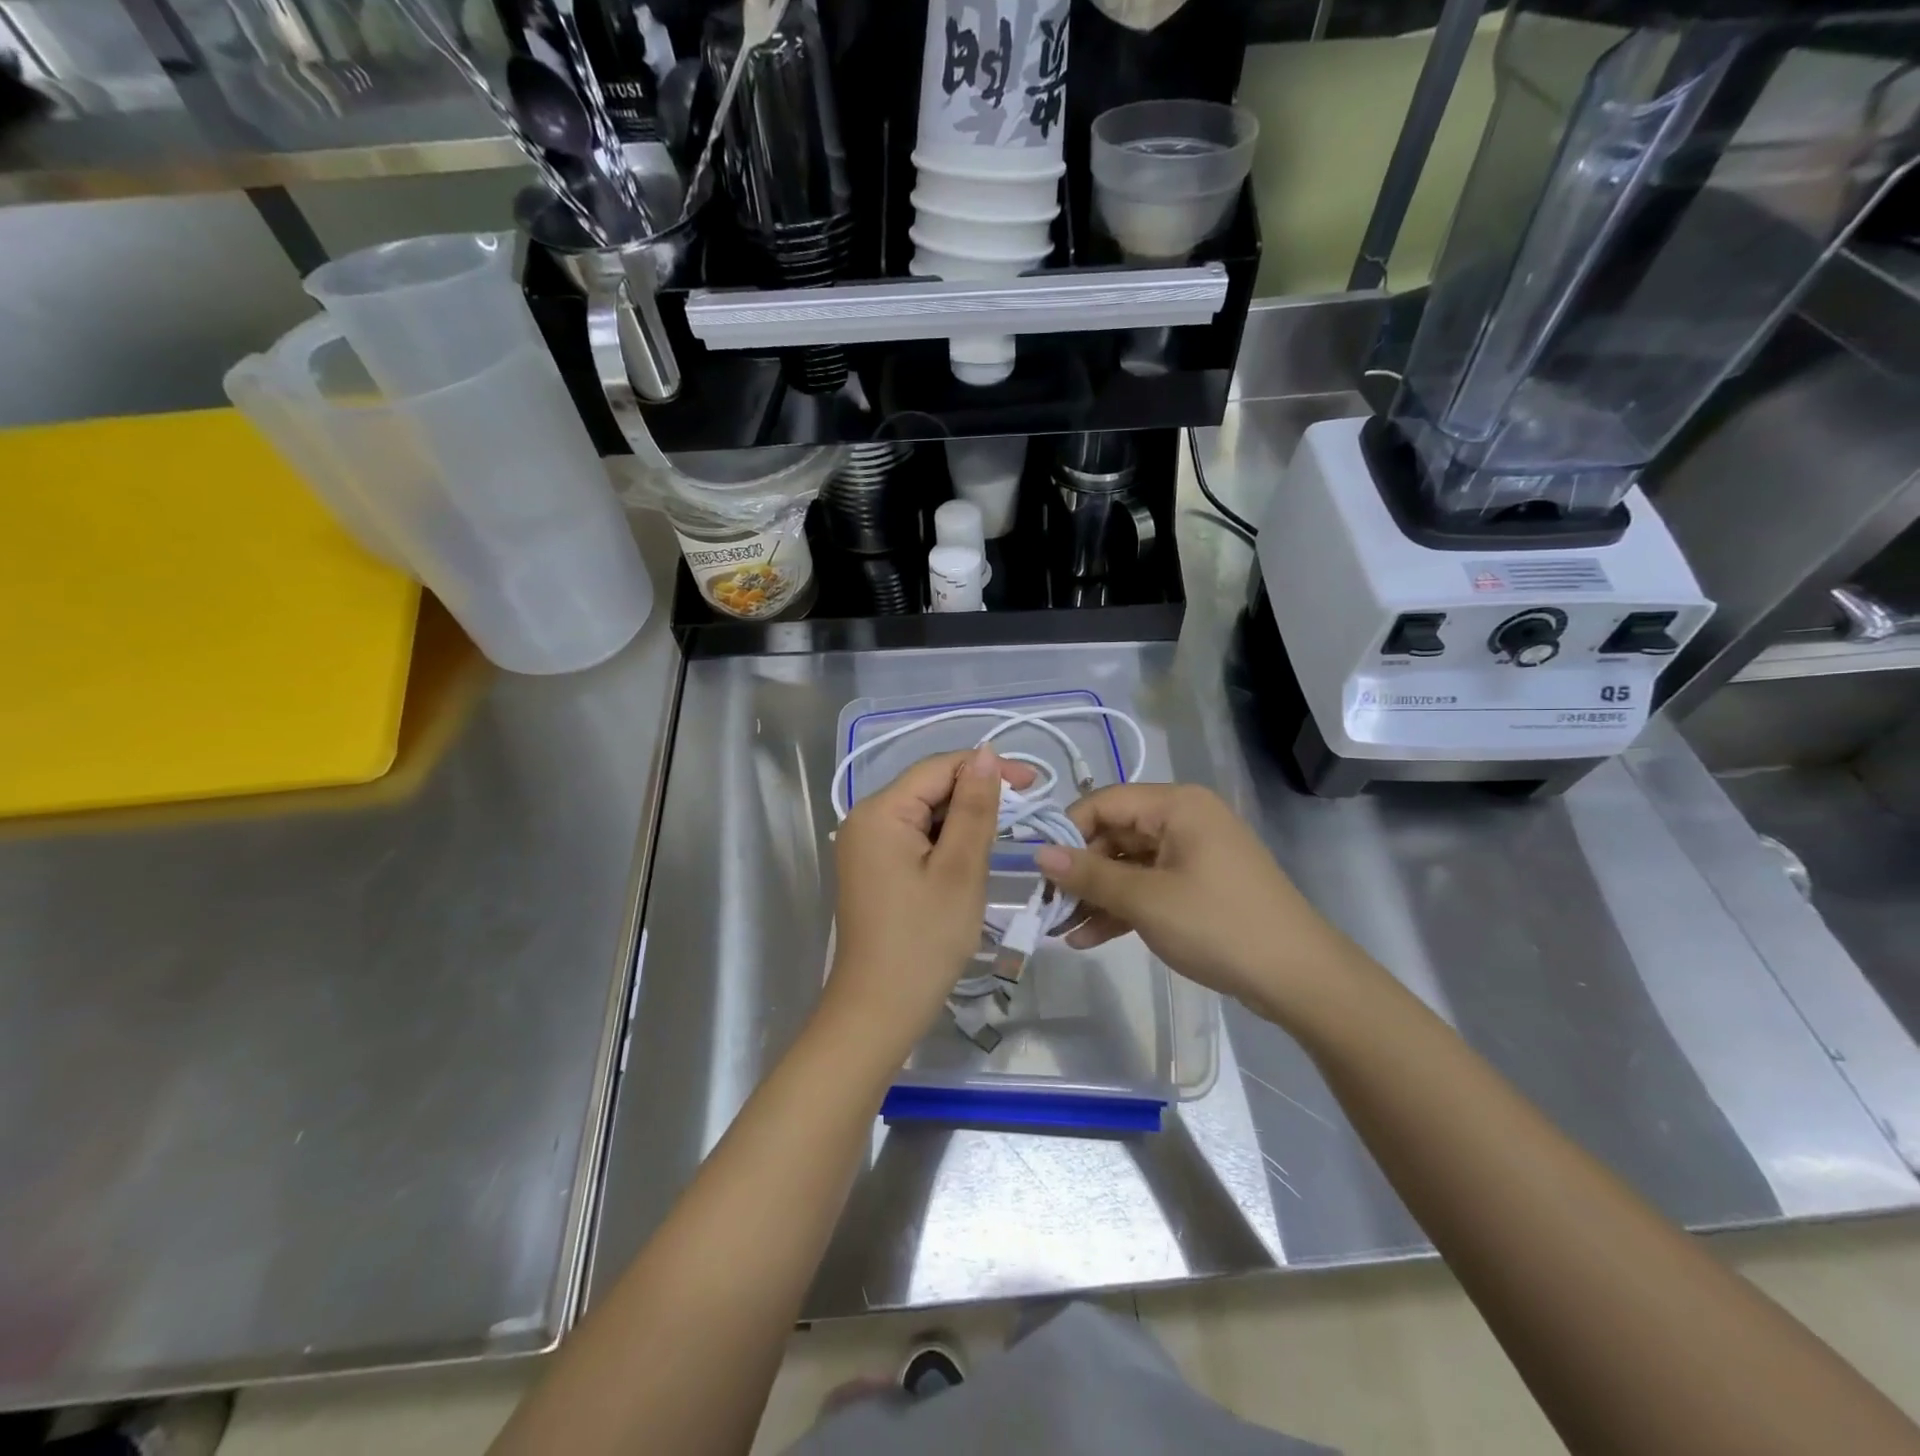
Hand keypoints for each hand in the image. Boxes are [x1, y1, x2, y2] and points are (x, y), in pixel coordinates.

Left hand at [824, 746, 1033, 1052]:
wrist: (879, 1009)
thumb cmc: (925, 940)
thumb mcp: (960, 869)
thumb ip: (974, 807)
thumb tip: (986, 752)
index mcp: (880, 812)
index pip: (938, 768)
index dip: (986, 768)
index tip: (1035, 784)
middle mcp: (864, 819)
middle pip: (928, 788)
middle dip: (975, 795)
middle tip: (1024, 815)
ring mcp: (864, 845)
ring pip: (923, 814)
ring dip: (962, 820)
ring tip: (1003, 837)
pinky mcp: (872, 868)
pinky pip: (913, 838)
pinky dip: (944, 842)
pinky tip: (970, 857)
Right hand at [1033, 783, 1359, 1020]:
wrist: (1299, 978)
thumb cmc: (1219, 926)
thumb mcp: (1146, 900)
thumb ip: (1090, 875)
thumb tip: (1039, 854)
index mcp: (1176, 805)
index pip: (1104, 802)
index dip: (1067, 832)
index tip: (1038, 870)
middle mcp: (1184, 820)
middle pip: (1115, 834)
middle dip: (1080, 872)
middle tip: (1046, 908)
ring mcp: (1192, 854)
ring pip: (1128, 865)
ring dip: (1096, 896)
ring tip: (1060, 930)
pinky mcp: (1198, 885)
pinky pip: (1149, 886)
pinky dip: (1122, 908)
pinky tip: (1089, 938)